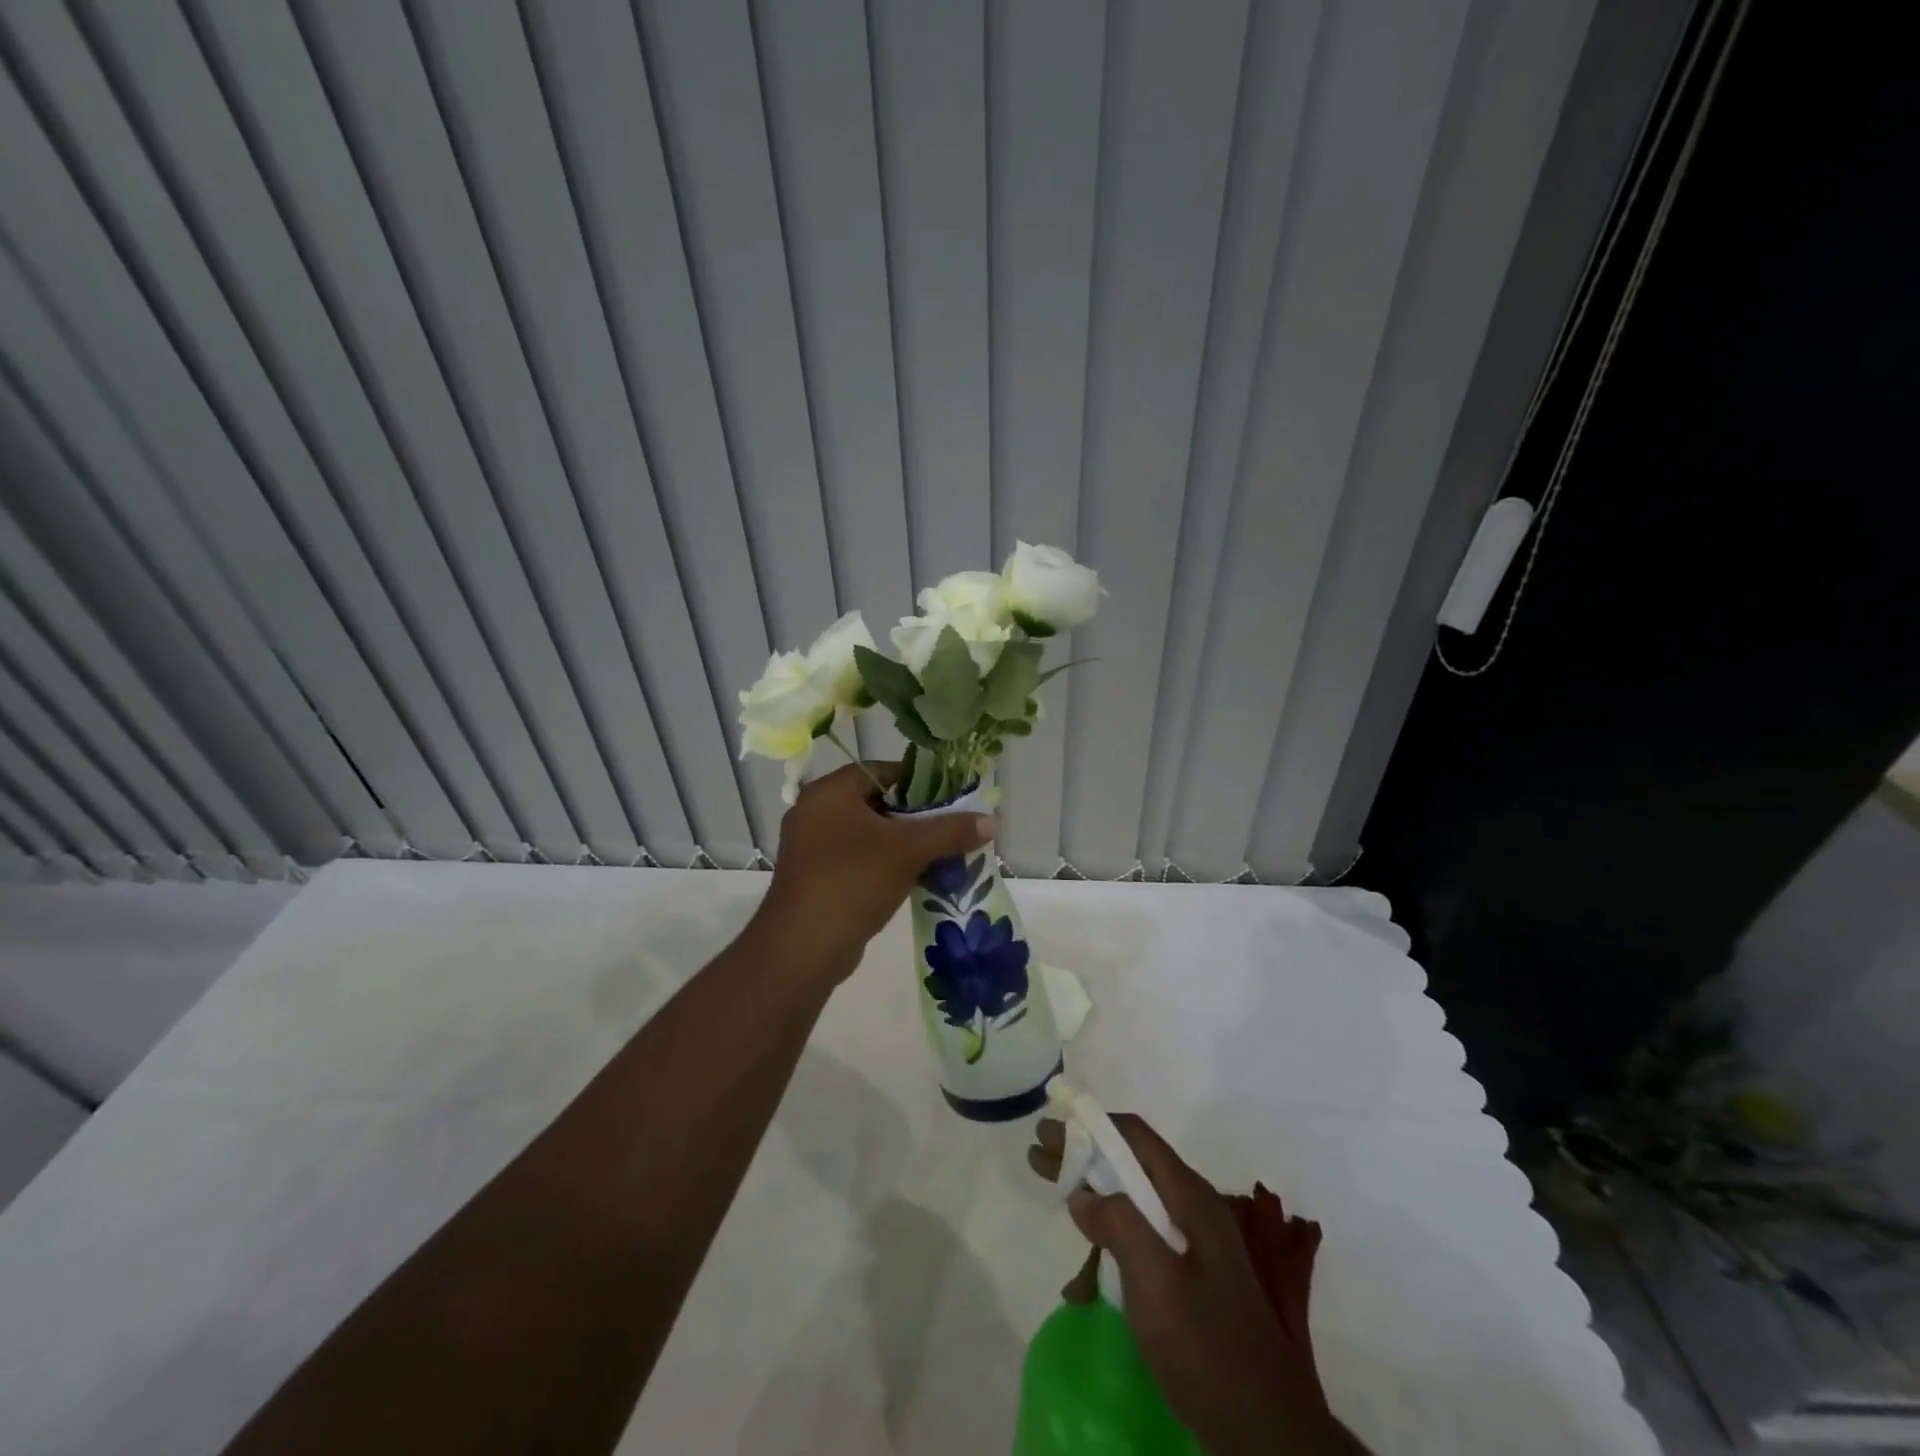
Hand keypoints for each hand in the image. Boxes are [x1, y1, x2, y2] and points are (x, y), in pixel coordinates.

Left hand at [757, 762, 994, 979]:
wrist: (803, 948)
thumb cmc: (853, 881)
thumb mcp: (908, 851)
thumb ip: (951, 831)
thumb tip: (992, 821)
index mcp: (830, 792)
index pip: (883, 771)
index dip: (921, 782)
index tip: (952, 798)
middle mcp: (816, 811)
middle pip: (878, 802)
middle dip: (917, 817)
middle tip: (951, 829)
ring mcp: (812, 846)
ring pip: (869, 834)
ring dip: (904, 844)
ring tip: (942, 855)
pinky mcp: (816, 877)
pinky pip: (858, 859)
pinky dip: (886, 864)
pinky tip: (917, 879)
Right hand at [1028, 1114, 1365, 1455]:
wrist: (1266, 1433)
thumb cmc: (1206, 1348)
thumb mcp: (1155, 1282)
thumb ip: (1118, 1224)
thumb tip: (1083, 1193)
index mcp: (1190, 1196)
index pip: (1134, 1135)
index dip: (1090, 1125)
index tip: (1050, 1131)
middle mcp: (1194, 1206)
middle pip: (1131, 1161)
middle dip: (1084, 1151)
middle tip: (1039, 1154)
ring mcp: (1196, 1241)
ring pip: (1135, 1195)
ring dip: (1093, 1185)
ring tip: (1055, 1185)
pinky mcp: (1193, 1274)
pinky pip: (1143, 1229)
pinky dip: (1110, 1222)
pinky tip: (1089, 1241)